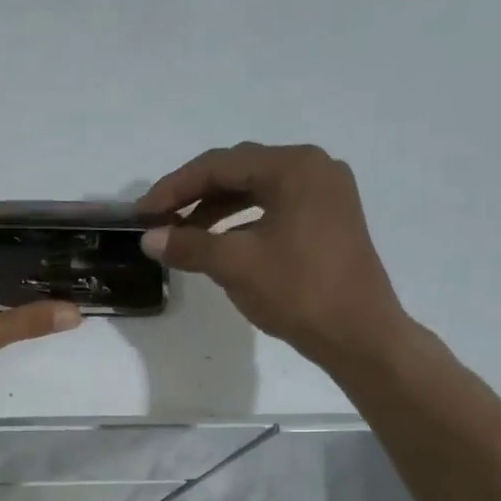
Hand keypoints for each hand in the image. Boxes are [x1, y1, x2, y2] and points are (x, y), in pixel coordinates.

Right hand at [137, 143, 410, 365]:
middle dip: (194, 195)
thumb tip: (149, 239)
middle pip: (239, 171)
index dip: (174, 187)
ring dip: (215, 210)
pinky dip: (241, 222)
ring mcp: (325, 194)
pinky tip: (219, 244)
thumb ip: (189, 245)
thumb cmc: (299, 291)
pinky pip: (274, 209)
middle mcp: (313, 168)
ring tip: (183, 236)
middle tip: (158, 221)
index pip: (219, 165)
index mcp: (293, 167)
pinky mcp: (328, 220)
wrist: (358, 334)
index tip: (141, 213)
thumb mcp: (236, 265)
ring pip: (256, 191)